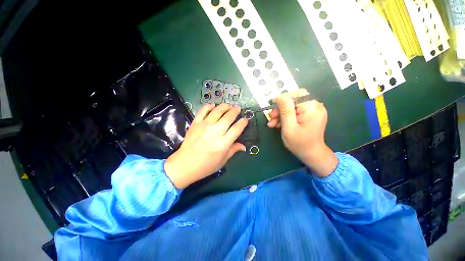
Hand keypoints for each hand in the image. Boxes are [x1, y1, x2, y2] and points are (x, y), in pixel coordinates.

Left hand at [164, 104, 247, 188]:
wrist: (184, 165)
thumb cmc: (206, 166)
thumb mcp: (222, 161)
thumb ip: (233, 150)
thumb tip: (243, 146)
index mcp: (223, 143)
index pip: (236, 129)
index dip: (243, 122)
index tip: (245, 119)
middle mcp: (215, 132)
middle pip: (228, 117)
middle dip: (235, 111)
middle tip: (238, 108)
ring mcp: (204, 126)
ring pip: (217, 111)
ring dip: (224, 106)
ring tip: (228, 105)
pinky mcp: (195, 123)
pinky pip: (203, 111)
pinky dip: (208, 106)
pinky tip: (213, 105)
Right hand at [267, 89, 337, 176]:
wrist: (311, 154)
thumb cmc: (299, 143)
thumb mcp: (289, 127)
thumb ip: (285, 111)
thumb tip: (280, 96)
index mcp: (312, 108)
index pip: (296, 94)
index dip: (283, 98)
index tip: (271, 105)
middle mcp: (315, 106)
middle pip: (294, 100)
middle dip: (280, 108)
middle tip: (271, 117)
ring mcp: (313, 111)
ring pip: (293, 107)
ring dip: (281, 114)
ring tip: (272, 123)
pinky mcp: (310, 115)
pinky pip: (296, 112)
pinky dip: (286, 117)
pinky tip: (279, 124)